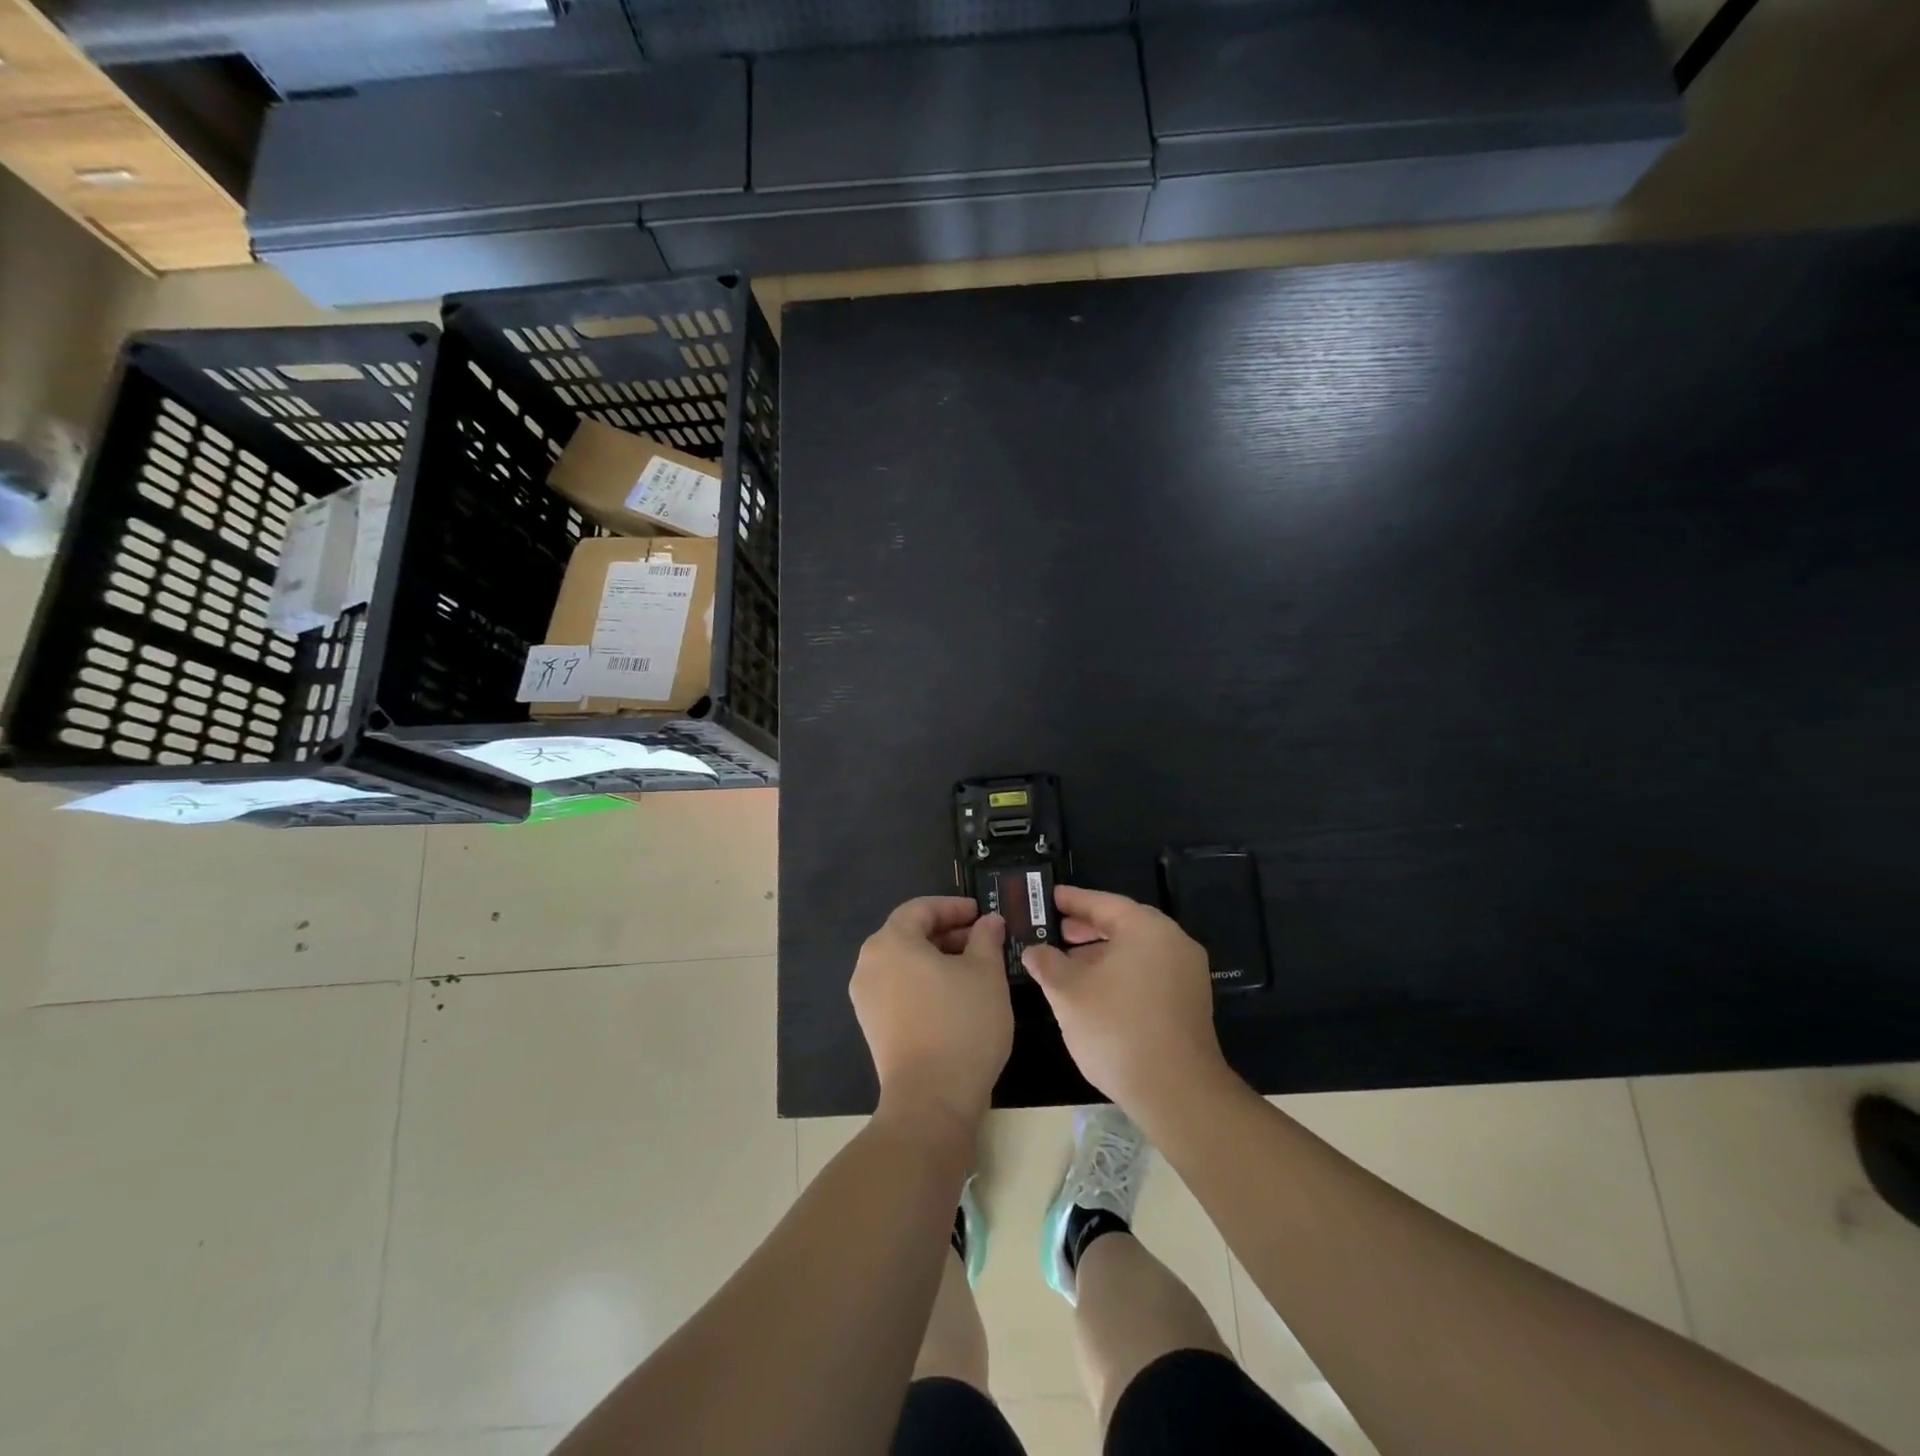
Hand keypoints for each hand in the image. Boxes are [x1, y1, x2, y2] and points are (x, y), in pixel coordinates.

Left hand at [851, 897, 1013, 1134]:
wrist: (931, 1100)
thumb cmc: (962, 1024)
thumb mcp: (986, 973)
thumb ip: (986, 938)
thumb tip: (988, 921)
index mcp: (891, 942)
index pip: (921, 908)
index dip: (953, 907)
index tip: (981, 914)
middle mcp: (869, 964)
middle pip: (908, 934)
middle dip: (946, 932)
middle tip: (982, 940)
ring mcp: (866, 997)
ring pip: (904, 962)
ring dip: (936, 958)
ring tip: (973, 968)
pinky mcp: (872, 1026)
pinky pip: (898, 988)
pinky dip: (924, 982)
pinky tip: (954, 996)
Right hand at [1021, 886, 1231, 1118]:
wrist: (1175, 1091)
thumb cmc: (1116, 1028)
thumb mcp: (1068, 992)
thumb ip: (1047, 963)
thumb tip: (1034, 950)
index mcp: (1147, 929)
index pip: (1104, 903)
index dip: (1072, 900)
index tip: (1049, 897)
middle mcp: (1173, 942)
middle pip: (1123, 925)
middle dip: (1086, 928)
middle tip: (1055, 930)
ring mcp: (1187, 974)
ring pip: (1136, 951)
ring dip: (1102, 954)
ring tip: (1068, 965)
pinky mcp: (1189, 1003)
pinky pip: (1149, 973)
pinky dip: (1120, 973)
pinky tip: (1095, 991)